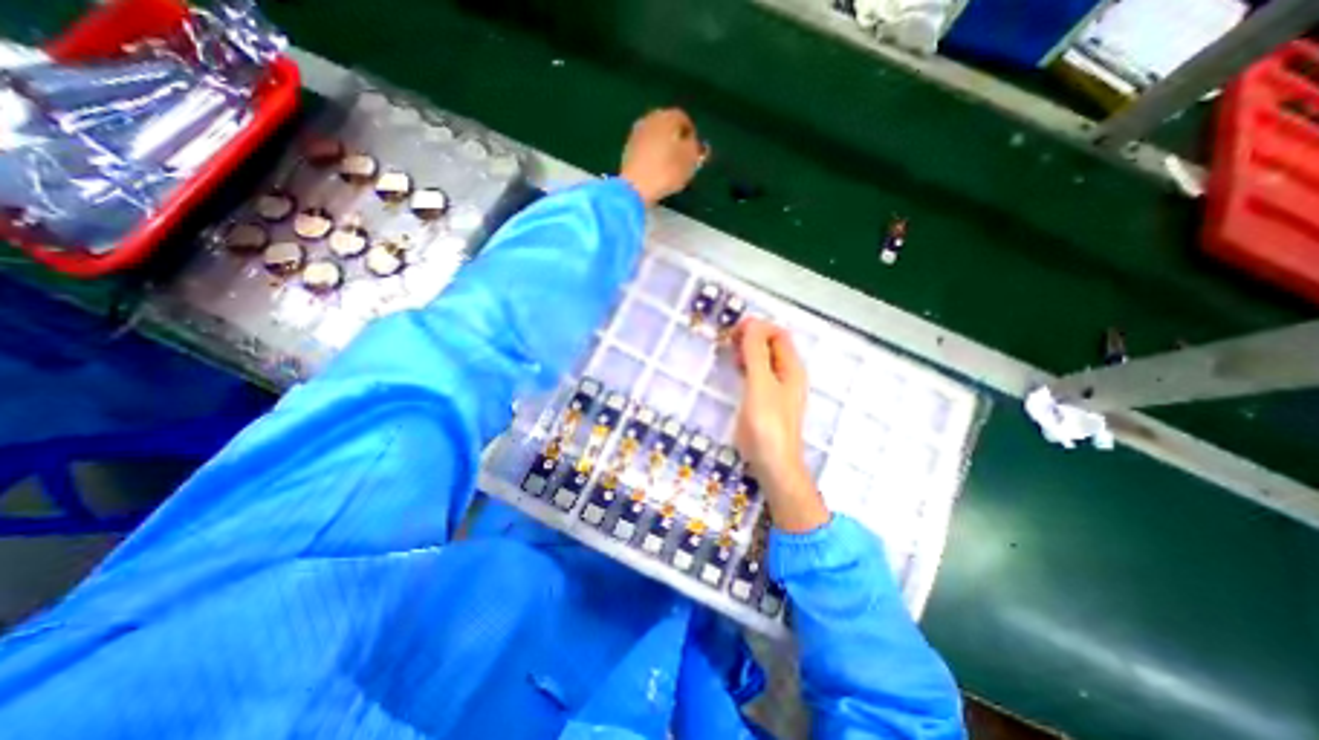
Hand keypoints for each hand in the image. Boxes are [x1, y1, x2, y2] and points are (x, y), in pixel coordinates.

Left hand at [624, 107, 705, 204]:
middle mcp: (650, 119)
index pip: (684, 119)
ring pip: (655, 137)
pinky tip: (656, 170)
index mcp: (667, 117)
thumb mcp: (690, 161)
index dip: (692, 136)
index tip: (695, 152)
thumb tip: (694, 144)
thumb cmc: (667, 171)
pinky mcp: (627, 149)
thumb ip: (696, 149)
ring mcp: (636, 133)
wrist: (635, 187)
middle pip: (667, 126)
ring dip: (663, 147)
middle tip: (682, 158)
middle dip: (676, 139)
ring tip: (669, 166)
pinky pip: (645, 148)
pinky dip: (652, 155)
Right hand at [726, 318, 826, 532]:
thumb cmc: (767, 423)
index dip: (758, 328)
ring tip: (730, 357)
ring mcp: (778, 388)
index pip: (778, 333)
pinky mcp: (768, 400)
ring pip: (764, 359)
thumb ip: (756, 353)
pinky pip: (759, 374)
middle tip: (729, 343)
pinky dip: (747, 367)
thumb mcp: (760, 383)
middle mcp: (788, 374)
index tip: (734, 333)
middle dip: (751, 338)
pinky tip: (736, 373)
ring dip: (748, 352)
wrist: (773, 463)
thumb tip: (752, 323)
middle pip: (771, 344)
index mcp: (791, 367)